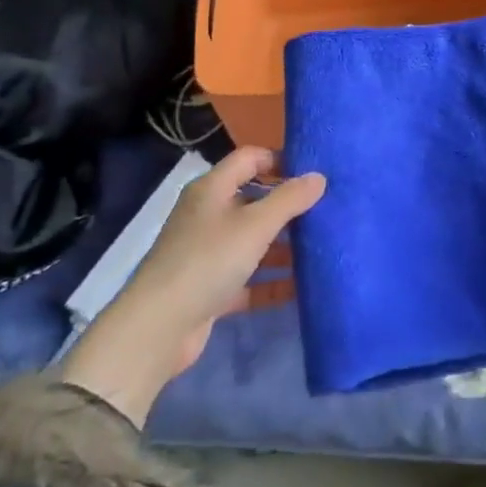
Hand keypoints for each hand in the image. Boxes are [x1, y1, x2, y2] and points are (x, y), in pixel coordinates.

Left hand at [61, 148, 324, 426]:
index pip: (250, 159)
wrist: (159, 328)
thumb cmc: (208, 261)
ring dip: (283, 246)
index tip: (314, 172)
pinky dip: (272, 282)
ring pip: (253, 241)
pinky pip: (249, 279)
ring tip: (322, 247)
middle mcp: (208, 215)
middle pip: (254, 200)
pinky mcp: (211, 288)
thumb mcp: (255, 225)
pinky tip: (302, 288)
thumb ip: (289, 199)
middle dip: (288, 206)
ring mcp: (209, 253)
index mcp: (212, 190)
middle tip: (327, 210)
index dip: (280, 159)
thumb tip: (319, 177)